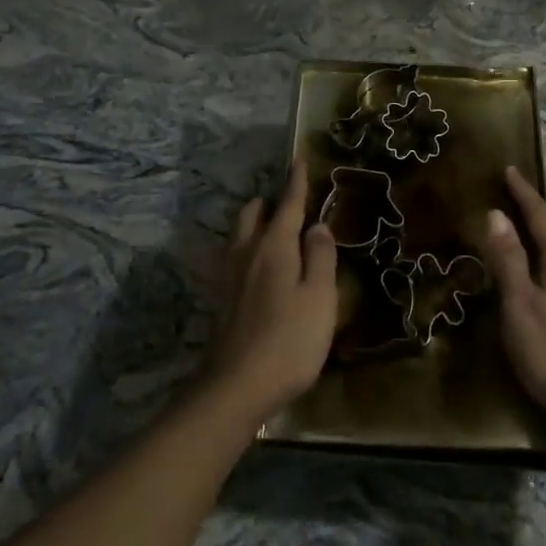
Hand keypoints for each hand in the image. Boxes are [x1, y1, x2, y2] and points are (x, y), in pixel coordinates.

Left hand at [207, 160, 337, 425]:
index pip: (288, 203)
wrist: (237, 388)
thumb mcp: (320, 297)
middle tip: (291, 204)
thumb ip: (321, 257)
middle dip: (270, 202)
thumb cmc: (289, 340)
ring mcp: (231, 277)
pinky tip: (263, 267)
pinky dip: (251, 247)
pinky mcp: (225, 300)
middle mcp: (248, 253)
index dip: (296, 180)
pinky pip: (237, 256)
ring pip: (241, 235)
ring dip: (257, 223)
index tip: (299, 157)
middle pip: (253, 214)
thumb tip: (317, 225)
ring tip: (277, 231)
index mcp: (274, 246)